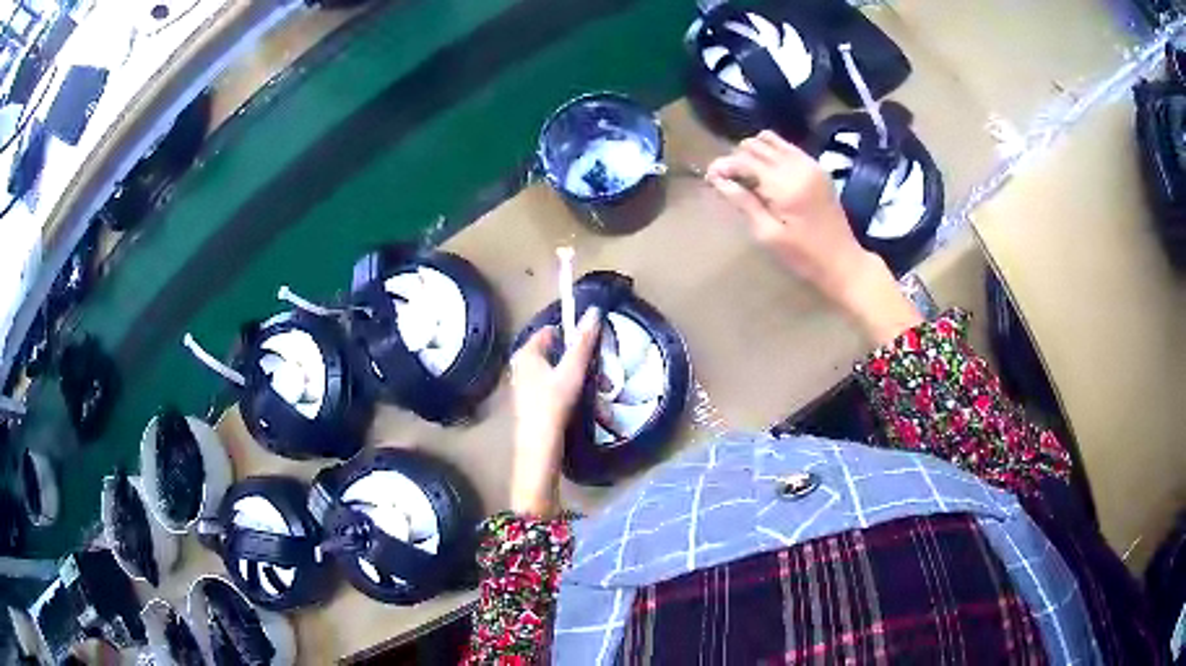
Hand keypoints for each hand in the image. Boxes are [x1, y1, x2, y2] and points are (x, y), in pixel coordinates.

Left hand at [508, 308, 600, 516]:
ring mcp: (524, 385)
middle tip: (601, 373)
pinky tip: (584, 403)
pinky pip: (553, 387)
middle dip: (580, 361)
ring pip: (557, 372)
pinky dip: (569, 391)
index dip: (572, 335)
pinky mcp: (531, 403)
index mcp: (525, 353)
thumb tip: (593, 311)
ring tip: (600, 391)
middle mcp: (521, 366)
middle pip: (555, 353)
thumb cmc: (553, 404)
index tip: (593, 346)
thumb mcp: (572, 371)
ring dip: (579, 378)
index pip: (551, 331)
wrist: (539, 446)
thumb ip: (583, 342)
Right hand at [706, 131, 921, 344]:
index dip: (723, 166)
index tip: (709, 178)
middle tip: (727, 180)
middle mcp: (797, 166)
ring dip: (753, 153)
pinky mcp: (817, 167)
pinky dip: (771, 153)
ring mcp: (809, 164)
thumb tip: (718, 180)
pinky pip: (787, 146)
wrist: (843, 261)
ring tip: (746, 176)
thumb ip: (744, 203)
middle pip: (755, 146)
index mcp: (785, 185)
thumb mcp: (768, 235)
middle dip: (736, 158)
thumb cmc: (804, 256)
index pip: (744, 161)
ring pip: (770, 140)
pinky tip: (766, 172)